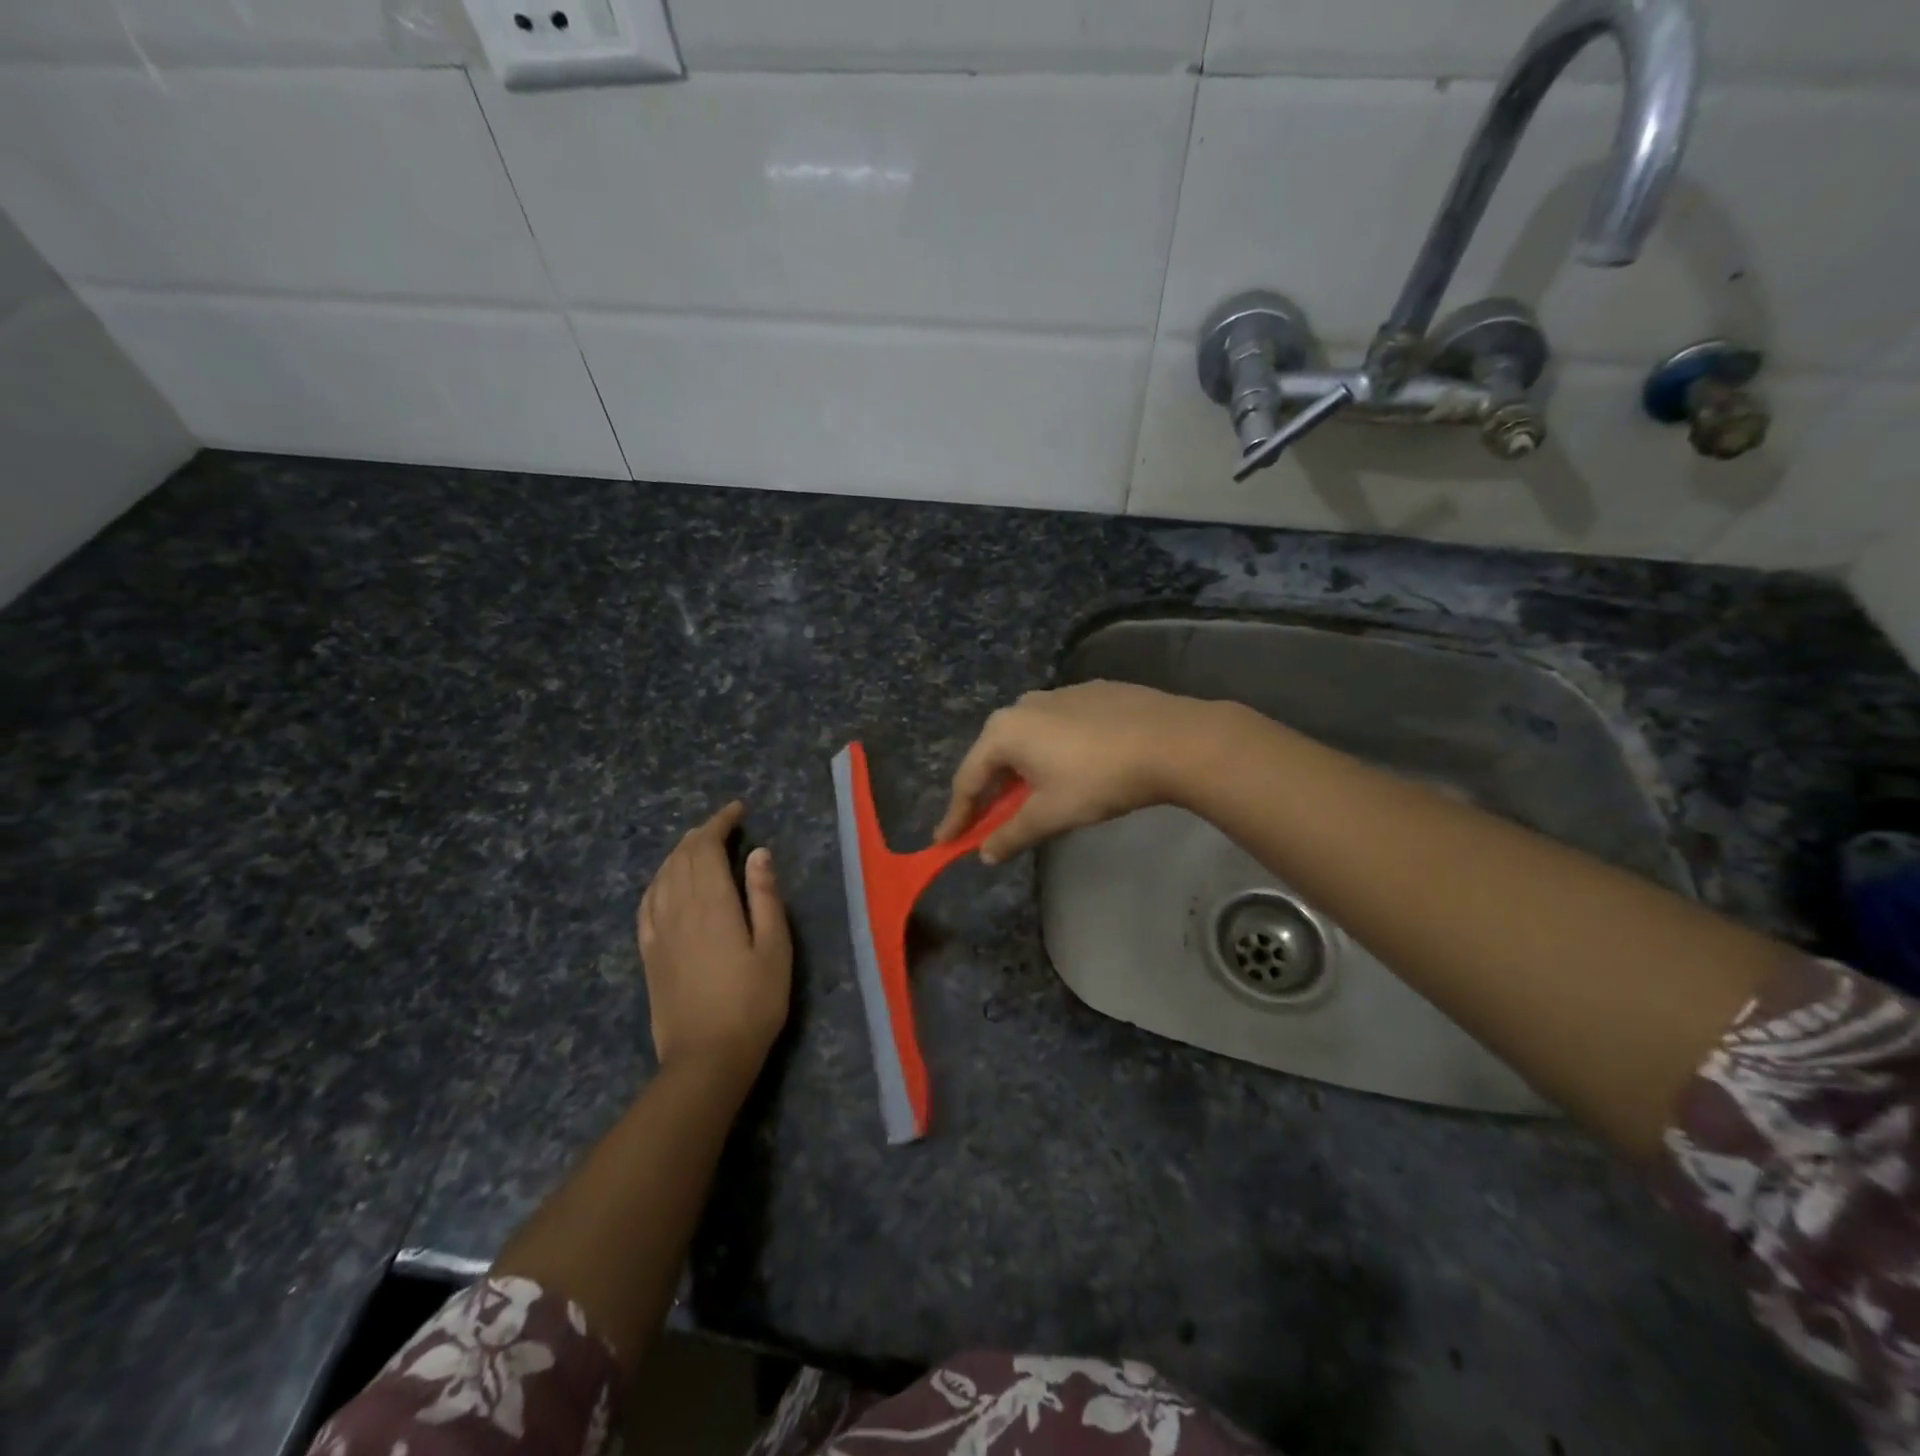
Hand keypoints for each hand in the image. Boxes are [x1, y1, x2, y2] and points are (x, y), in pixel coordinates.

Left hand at [638, 802, 791, 1083]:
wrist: (706, 1058)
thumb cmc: (753, 1002)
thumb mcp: (775, 947)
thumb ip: (765, 896)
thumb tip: (758, 853)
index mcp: (712, 903)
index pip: (707, 848)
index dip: (720, 823)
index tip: (737, 810)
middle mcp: (679, 908)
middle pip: (682, 857)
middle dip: (701, 833)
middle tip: (724, 825)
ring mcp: (658, 931)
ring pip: (662, 875)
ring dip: (679, 853)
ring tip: (698, 846)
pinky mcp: (648, 953)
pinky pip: (647, 902)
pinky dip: (658, 881)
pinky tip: (666, 882)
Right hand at [934, 682, 1222, 862]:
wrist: (1172, 740)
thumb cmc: (1100, 779)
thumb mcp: (1051, 814)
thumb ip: (1012, 835)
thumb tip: (985, 855)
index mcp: (1004, 731)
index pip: (968, 780)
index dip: (957, 816)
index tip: (945, 841)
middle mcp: (1023, 705)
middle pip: (994, 756)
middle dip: (989, 792)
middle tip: (987, 822)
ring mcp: (1059, 694)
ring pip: (1027, 739)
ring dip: (1021, 771)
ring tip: (1030, 798)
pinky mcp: (1091, 693)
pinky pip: (1057, 728)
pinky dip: (1051, 752)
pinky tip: (1072, 768)